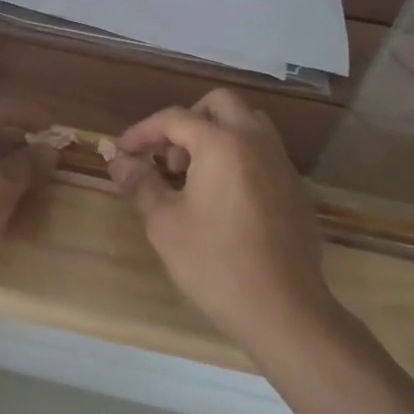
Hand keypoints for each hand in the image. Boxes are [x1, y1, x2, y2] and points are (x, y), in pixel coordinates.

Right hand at [107, 89, 342, 351]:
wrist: (284, 310)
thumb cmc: (216, 263)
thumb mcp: (164, 223)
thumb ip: (140, 183)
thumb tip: (119, 162)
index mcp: (223, 143)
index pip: (175, 118)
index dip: (143, 131)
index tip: (123, 152)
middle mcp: (256, 141)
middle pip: (219, 104)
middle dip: (187, 120)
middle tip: (168, 156)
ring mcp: (281, 164)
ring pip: (247, 123)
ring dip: (216, 133)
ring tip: (194, 173)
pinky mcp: (294, 188)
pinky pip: (263, 151)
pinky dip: (238, 155)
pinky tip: (222, 197)